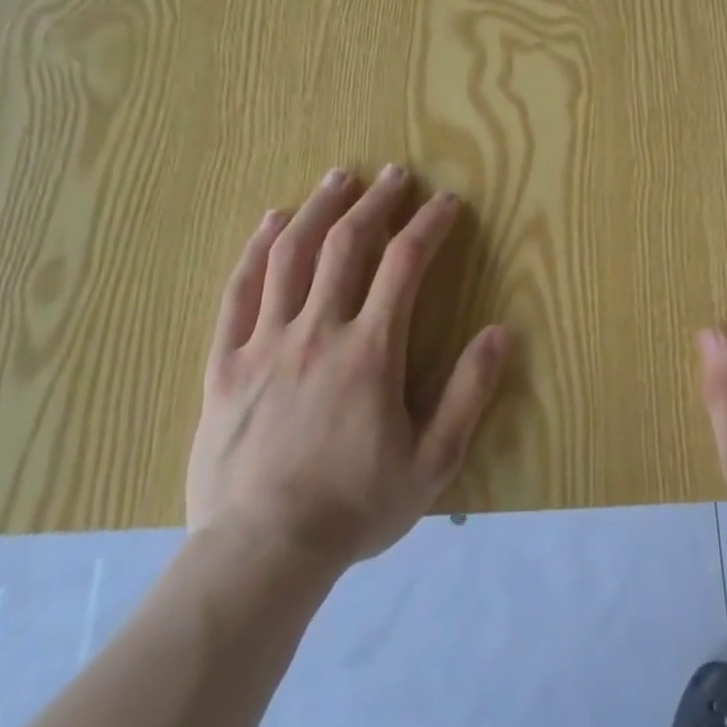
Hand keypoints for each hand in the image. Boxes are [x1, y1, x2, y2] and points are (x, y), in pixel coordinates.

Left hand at [186, 167, 509, 573]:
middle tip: (396, 174)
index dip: (430, 225)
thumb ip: (469, 392)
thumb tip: (501, 332)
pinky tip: (272, 222)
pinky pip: (239, 291)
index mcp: (371, 350)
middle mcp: (318, 331)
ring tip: (339, 178)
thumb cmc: (355, 506)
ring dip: (320, 209)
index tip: (447, 202)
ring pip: (291, 255)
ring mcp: (266, 342)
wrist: (261, 553)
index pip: (405, 264)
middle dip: (377, 201)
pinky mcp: (226, 362)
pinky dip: (257, 249)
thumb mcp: (433, 460)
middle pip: (347, 245)